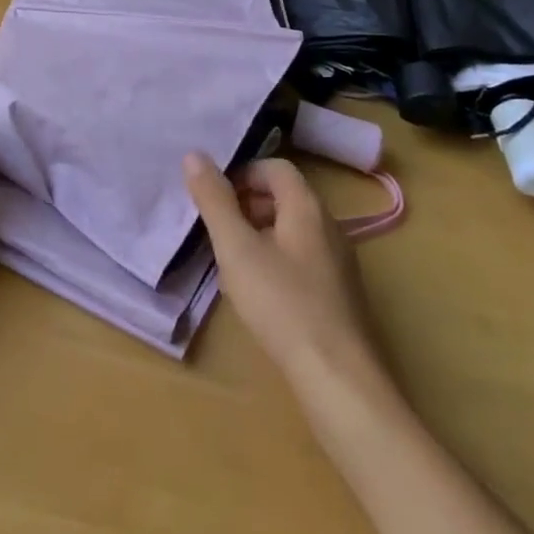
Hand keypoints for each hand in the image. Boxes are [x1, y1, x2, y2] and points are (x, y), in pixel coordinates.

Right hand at [184, 152, 389, 397]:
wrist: (338, 379)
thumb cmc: (282, 303)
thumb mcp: (236, 248)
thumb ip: (214, 200)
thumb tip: (194, 155)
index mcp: (307, 207)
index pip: (275, 168)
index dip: (241, 174)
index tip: (215, 199)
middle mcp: (329, 226)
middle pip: (283, 198)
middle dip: (246, 206)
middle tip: (217, 231)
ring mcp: (338, 262)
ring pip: (291, 231)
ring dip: (257, 235)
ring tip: (231, 264)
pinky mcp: (339, 293)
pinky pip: (301, 259)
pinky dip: (275, 261)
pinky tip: (258, 294)